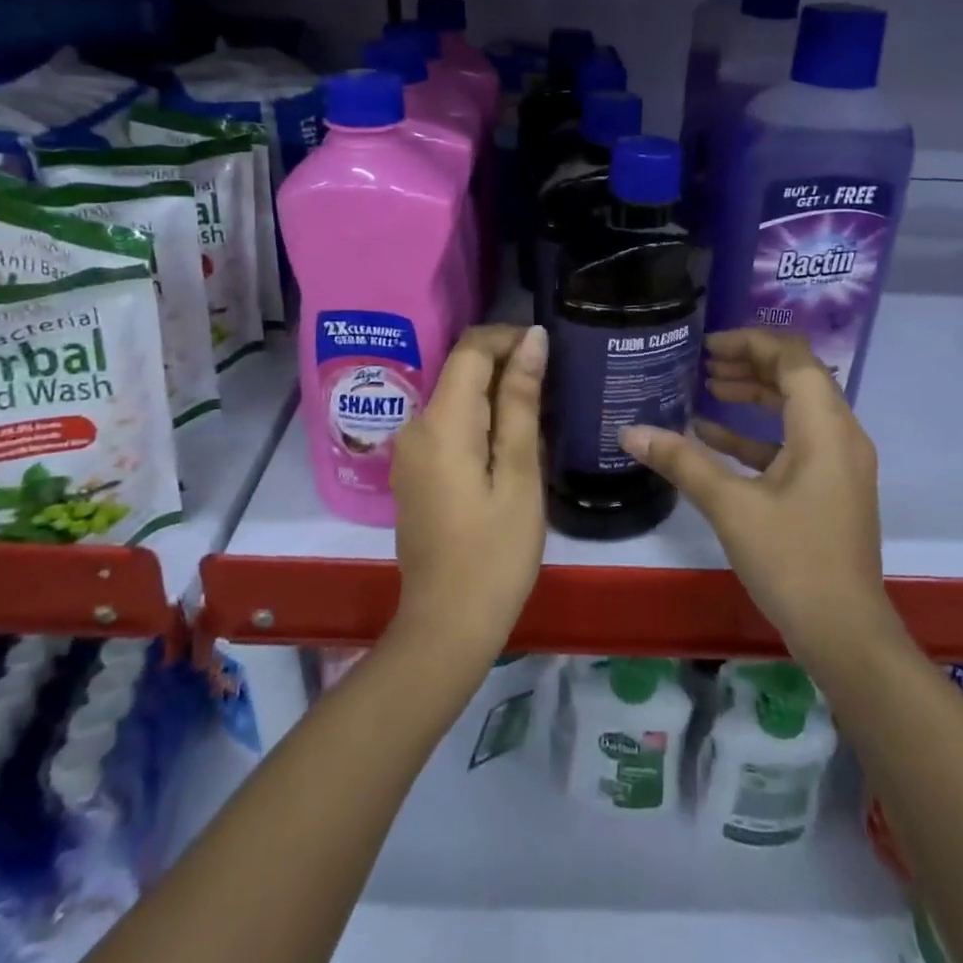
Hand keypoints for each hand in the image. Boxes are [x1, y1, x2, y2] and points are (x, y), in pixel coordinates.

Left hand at [388, 324, 548, 659]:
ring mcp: (408, 450)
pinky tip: (510, 446)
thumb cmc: (495, 553)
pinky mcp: (413, 470)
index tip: (550, 350)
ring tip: (540, 417)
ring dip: (496, 395)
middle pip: (461, 369)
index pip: (471, 348)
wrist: (447, 625)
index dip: (510, 337)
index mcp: (440, 421)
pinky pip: (447, 424)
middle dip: (506, 365)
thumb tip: (533, 339)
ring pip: (455, 396)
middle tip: (554, 388)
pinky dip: (479, 420)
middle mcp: (414, 425)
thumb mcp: (520, 474)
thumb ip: (522, 402)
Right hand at [617, 328, 895, 660]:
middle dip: (750, 363)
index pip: (793, 357)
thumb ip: (682, 461)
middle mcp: (840, 435)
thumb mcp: (731, 506)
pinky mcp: (829, 487)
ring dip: (754, 394)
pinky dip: (757, 433)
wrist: (845, 635)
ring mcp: (838, 463)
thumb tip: (629, 432)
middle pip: (797, 376)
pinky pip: (794, 442)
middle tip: (703, 362)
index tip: (708, 346)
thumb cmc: (793, 561)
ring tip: (708, 387)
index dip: (751, 341)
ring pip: (795, 408)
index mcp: (825, 428)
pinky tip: (713, 436)